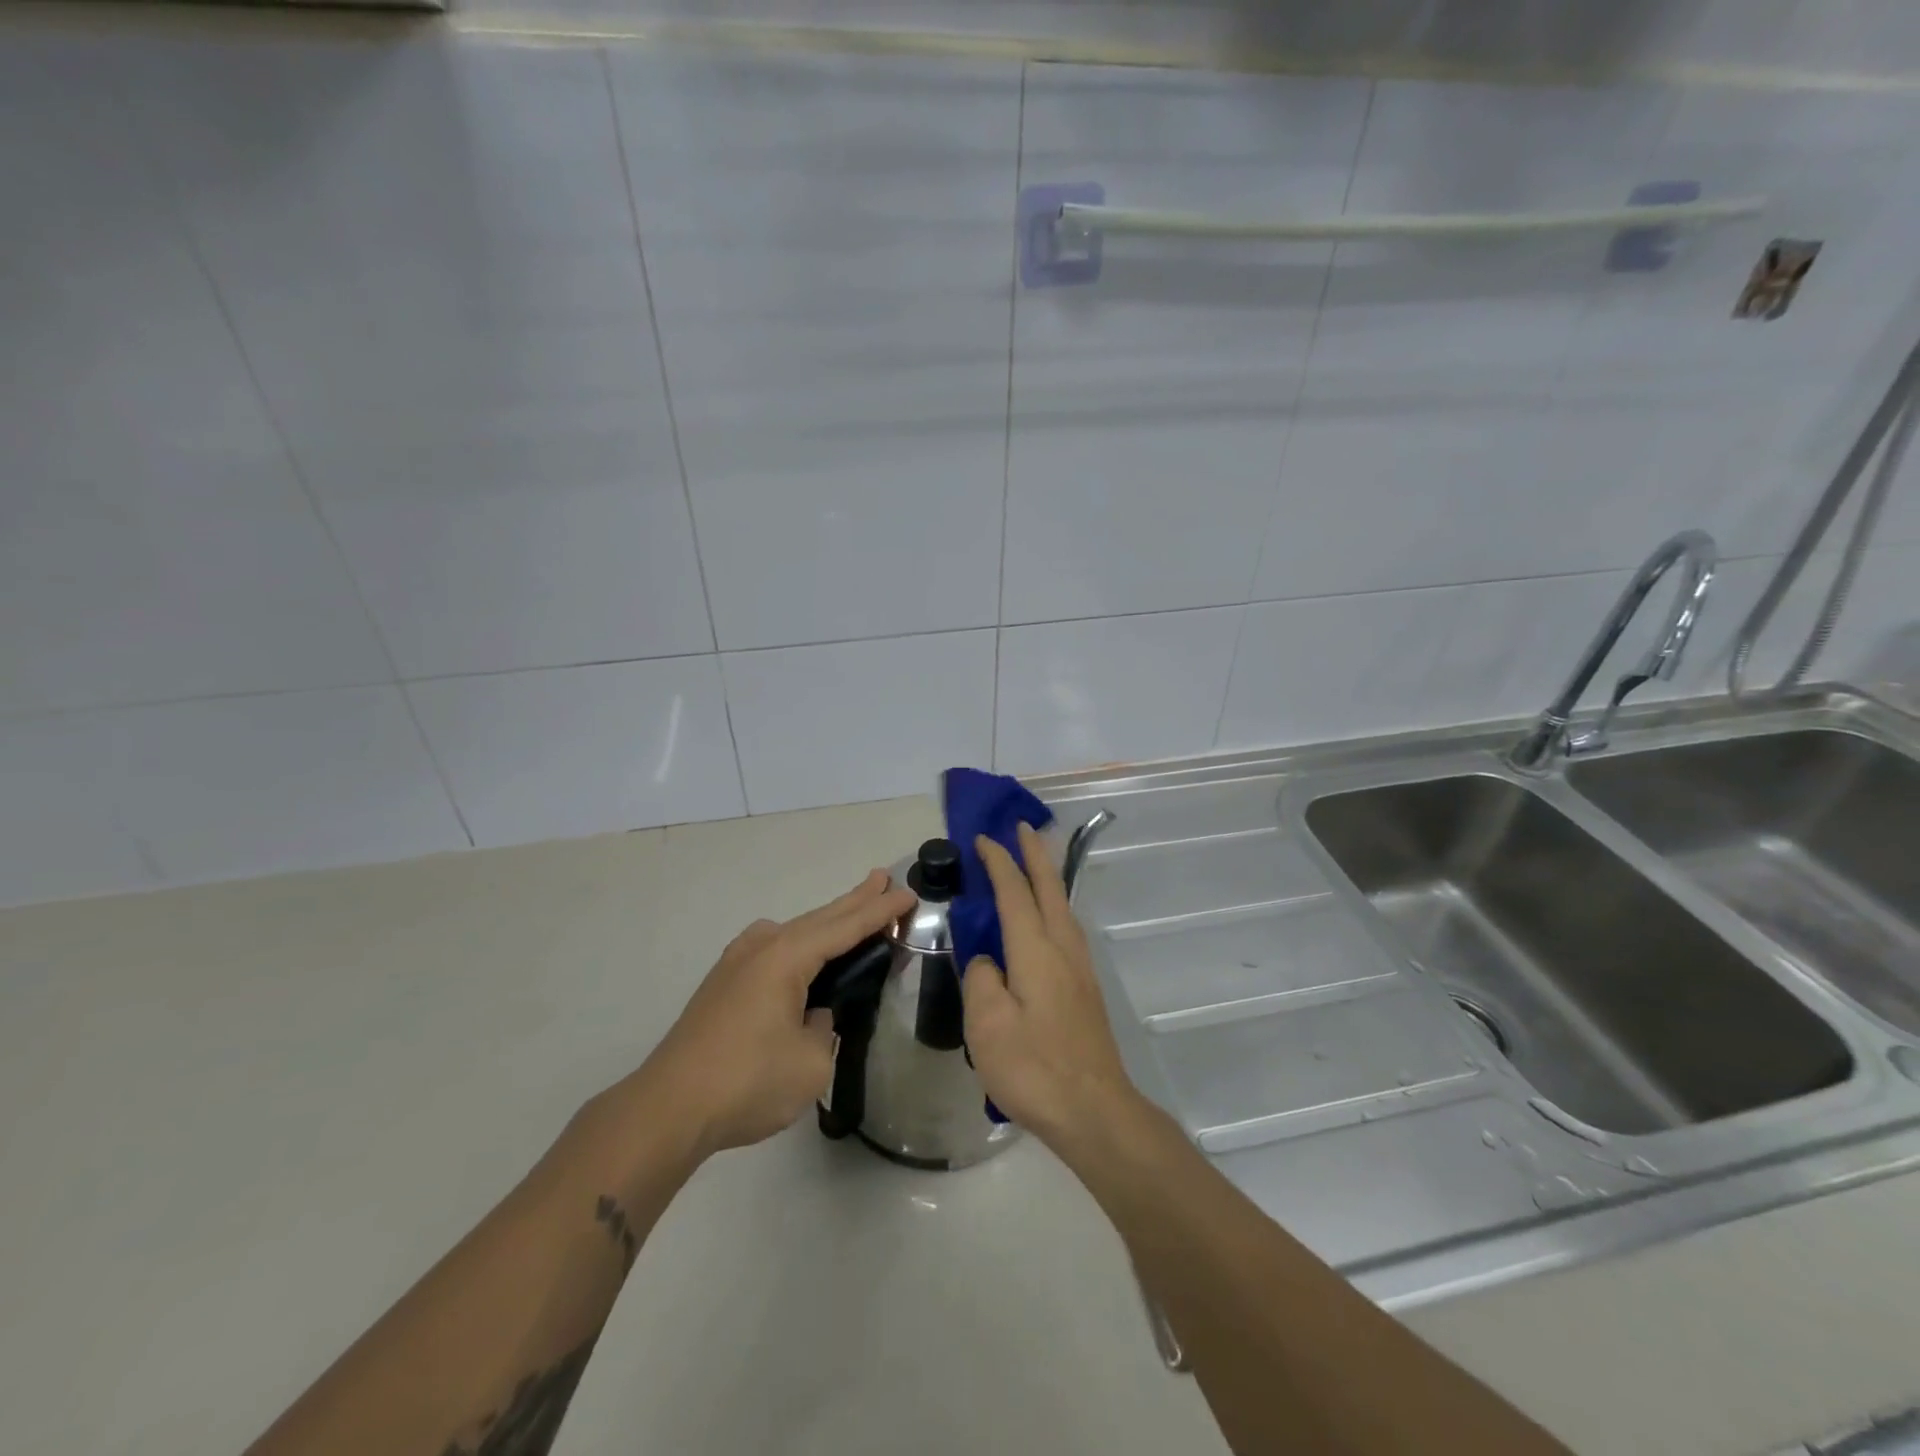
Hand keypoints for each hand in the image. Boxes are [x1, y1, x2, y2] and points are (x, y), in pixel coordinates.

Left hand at [626, 870, 915, 1161]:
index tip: (909, 893)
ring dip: (827, 921)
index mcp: (787, 957)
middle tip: (883, 878)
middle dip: (855, 899)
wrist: (668, 1109)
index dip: (881, 911)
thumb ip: (825, 1028)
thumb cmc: (747, 1082)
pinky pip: (774, 949)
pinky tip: (801, 951)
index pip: (846, 927)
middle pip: (820, 917)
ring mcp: (737, 963)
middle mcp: (762, 947)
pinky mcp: (723, 985)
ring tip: (853, 909)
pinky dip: (801, 943)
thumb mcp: (811, 1062)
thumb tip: (812, 1015)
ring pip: (794, 931)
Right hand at [962, 824, 1138, 1147]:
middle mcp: (1063, 949)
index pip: (1015, 892)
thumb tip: (987, 961)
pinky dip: (1053, 905)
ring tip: (1033, 864)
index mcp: (1036, 950)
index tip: (984, 838)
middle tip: (1021, 826)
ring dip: (1047, 877)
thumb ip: (981, 980)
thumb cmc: (1034, 1068)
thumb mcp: (987, 1025)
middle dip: (1035, 854)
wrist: (1095, 1111)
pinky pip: (1066, 927)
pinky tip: (1046, 920)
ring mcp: (1080, 969)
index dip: (999, 862)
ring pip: (1063, 907)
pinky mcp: (1085, 989)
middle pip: (1050, 888)